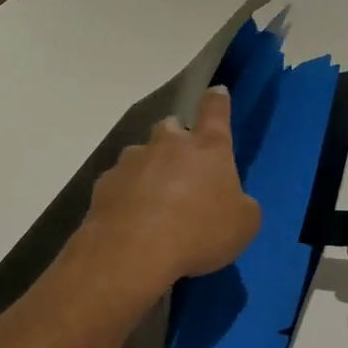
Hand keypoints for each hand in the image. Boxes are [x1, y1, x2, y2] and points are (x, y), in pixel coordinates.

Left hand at [85, 86, 260, 290]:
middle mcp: (168, 144)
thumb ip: (240, 204)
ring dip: (150, 169)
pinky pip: (121, 183)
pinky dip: (128, 195)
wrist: (132, 255)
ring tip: (155, 201)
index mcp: (208, 147)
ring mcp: (132, 162)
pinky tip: (132, 220)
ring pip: (143, 154)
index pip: (215, 111)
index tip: (217, 92)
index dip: (217, 101)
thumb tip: (231, 201)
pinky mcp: (104, 184)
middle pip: (172, 127)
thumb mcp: (244, 224)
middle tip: (184, 167)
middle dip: (178, 139)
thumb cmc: (199, 232)